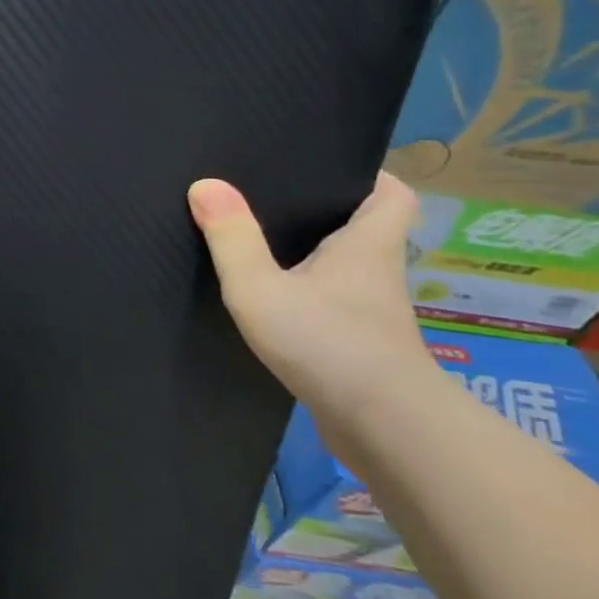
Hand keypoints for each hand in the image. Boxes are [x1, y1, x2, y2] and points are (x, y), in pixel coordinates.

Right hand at [188, 171, 436, 424]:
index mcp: (367, 245)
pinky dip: (312, 297)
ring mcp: (373, 314)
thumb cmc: (328, 344)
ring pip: (349, 270)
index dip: (369, 176)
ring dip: (317, 258)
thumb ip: (232, 238)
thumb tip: (205, 184)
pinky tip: (275, 303)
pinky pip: (336, 305)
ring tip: (262, 243)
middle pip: (366, 228)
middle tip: (275, 198)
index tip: (328, 168)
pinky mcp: (363, 348)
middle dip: (329, 212)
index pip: (393, 194)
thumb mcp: (261, 287)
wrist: (386, 431)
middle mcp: (378, 273)